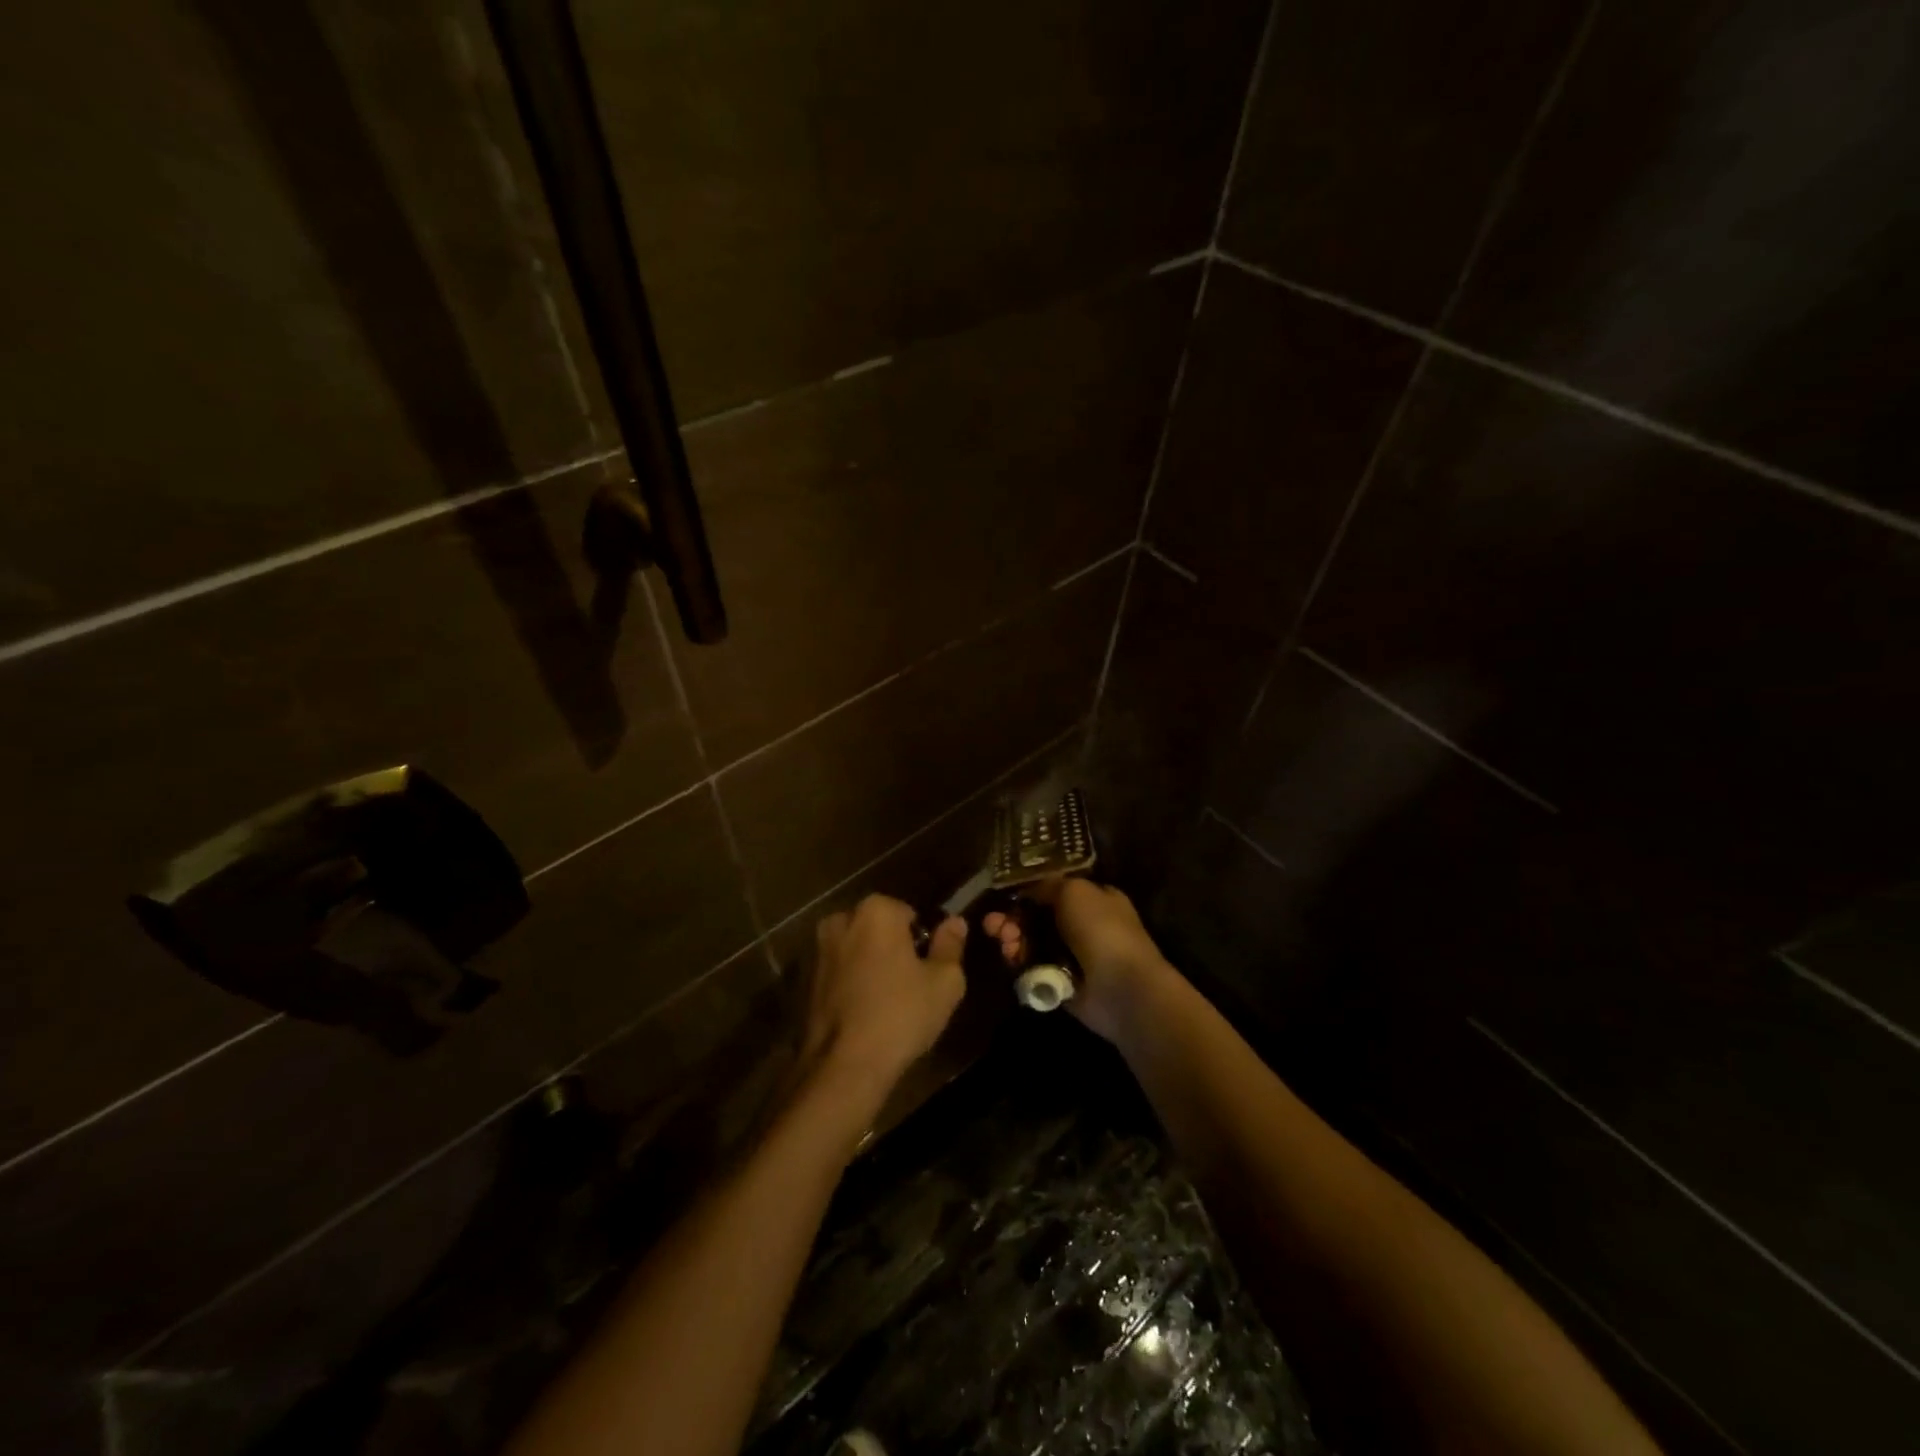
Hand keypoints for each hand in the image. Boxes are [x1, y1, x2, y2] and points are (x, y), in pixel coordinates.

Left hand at [806, 895, 966, 1102]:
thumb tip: (955, 922)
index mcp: (876, 911)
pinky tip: (865, 1013)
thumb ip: (951, 945)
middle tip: (911, 985)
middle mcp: (842, 920)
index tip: (928, 969)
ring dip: (871, 965)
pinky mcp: (805, 980)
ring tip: (889, 1002)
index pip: (910, 914)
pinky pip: (840, 972)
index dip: (923, 941)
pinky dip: (852, 983)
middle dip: (894, 948)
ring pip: (857, 949)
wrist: (844, 1066)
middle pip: (879, 928)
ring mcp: (818, 950)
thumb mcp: (945, 981)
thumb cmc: (901, 1015)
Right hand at [983, 878, 1174, 1043]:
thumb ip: (1049, 885)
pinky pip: (1034, 970)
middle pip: (1038, 918)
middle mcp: (1085, 926)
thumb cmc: (1101, 929)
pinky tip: (1011, 959)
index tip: (1006, 897)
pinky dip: (1020, 964)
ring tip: (1002, 941)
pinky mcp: (1062, 984)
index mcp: (1095, 899)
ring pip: (1033, 944)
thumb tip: (1029, 890)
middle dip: (1013, 919)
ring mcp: (1073, 957)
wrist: (1121, 987)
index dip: (1029, 893)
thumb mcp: (1074, 890)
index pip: (1055, 891)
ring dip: (1013, 940)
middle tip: (993, 924)